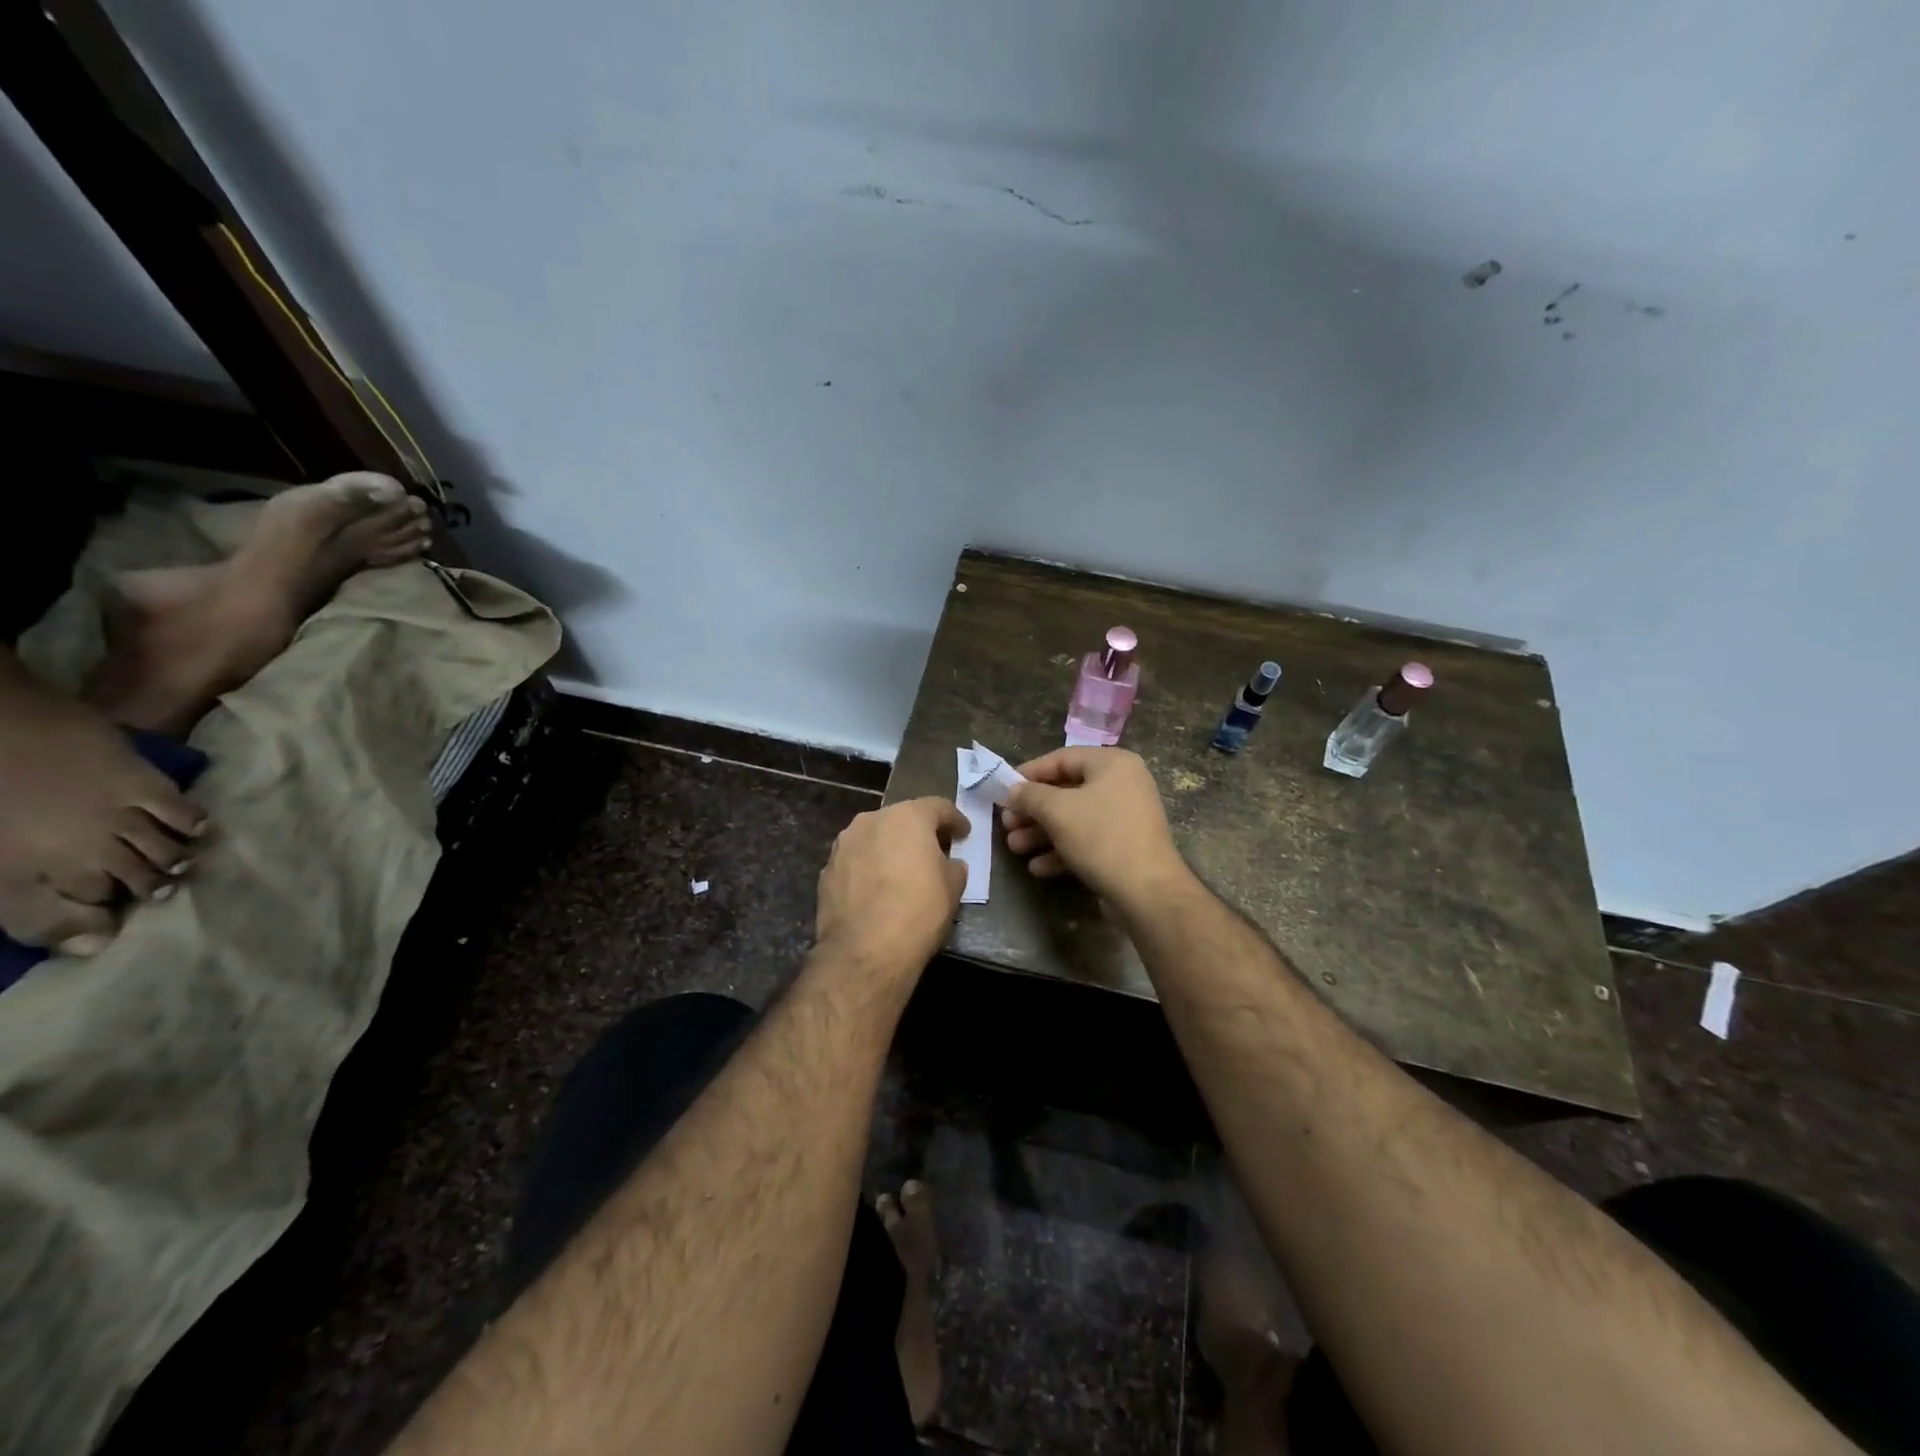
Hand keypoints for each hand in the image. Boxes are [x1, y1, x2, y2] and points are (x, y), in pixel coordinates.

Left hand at [814, 797, 968, 981]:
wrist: (864, 951)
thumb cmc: (918, 912)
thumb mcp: (953, 888)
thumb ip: (953, 866)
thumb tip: (949, 864)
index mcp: (907, 817)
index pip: (938, 807)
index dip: (955, 819)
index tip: (964, 833)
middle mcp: (872, 820)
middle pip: (902, 818)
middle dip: (919, 832)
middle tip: (934, 851)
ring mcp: (844, 844)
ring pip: (875, 837)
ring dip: (890, 848)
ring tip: (902, 870)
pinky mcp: (827, 869)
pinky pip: (856, 860)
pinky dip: (869, 867)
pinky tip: (877, 889)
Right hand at [1001, 748, 1188, 904]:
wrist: (1148, 891)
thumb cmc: (1101, 837)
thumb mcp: (1057, 811)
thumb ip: (1030, 796)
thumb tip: (1013, 791)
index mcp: (1112, 764)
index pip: (1062, 758)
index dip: (1029, 773)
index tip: (1003, 789)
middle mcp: (1122, 784)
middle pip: (1066, 791)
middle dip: (1032, 810)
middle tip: (1006, 824)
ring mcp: (1124, 817)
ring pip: (1073, 818)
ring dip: (1041, 833)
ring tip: (1014, 847)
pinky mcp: (1123, 846)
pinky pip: (1086, 840)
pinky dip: (1061, 850)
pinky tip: (1037, 867)